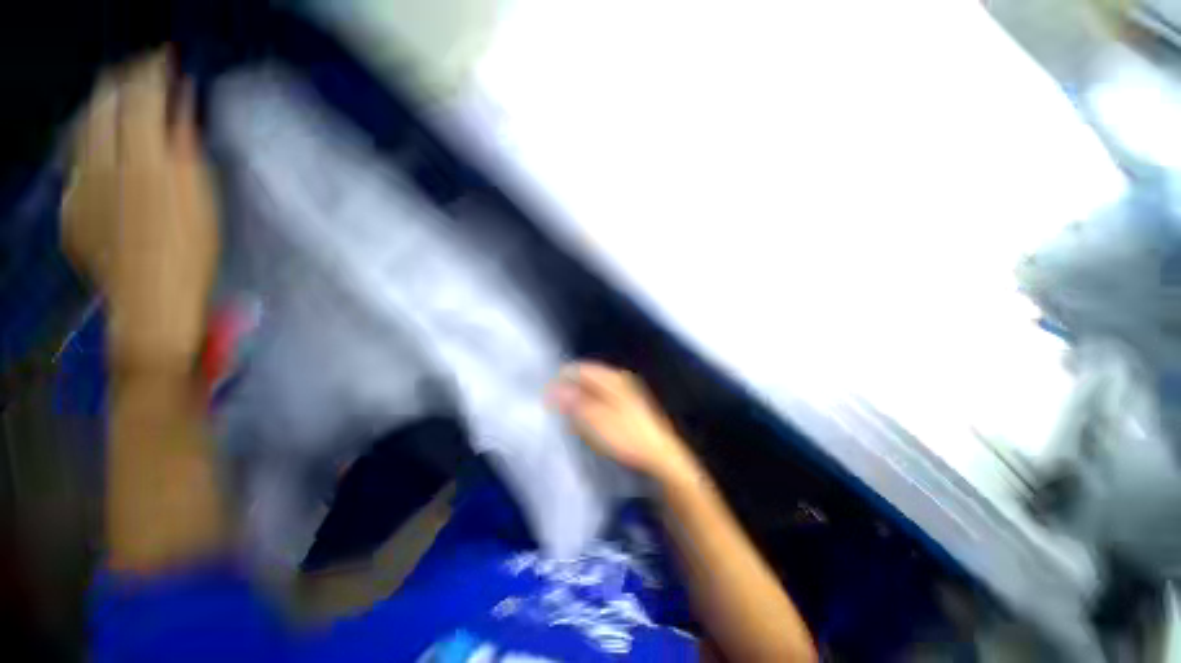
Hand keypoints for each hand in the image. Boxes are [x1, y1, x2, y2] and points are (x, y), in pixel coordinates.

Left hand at [62, 51, 219, 372]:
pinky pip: (77, 163)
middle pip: (104, 104)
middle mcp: (102, 164)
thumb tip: (180, 104)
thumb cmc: (191, 255)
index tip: (164, 57)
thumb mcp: (200, 199)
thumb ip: (185, 146)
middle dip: (124, 83)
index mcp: (143, 161)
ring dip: (103, 109)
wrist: (152, 304)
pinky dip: (92, 148)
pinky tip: (106, 156)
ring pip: (84, 128)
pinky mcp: (71, 207)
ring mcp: (80, 185)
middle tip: (143, 75)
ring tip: (121, 103)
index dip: (152, 72)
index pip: (140, 97)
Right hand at [550, 362, 698, 482]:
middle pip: (587, 378)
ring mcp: (626, 391)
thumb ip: (575, 402)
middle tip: (559, 411)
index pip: (580, 369)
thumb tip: (554, 388)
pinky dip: (592, 407)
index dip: (562, 380)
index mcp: (612, 378)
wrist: (659, 455)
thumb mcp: (596, 420)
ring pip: (594, 389)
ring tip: (573, 419)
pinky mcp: (628, 404)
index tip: (548, 396)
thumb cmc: (626, 436)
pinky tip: (590, 422)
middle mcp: (619, 379)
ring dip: (581, 401)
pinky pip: (603, 399)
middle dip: (571, 391)